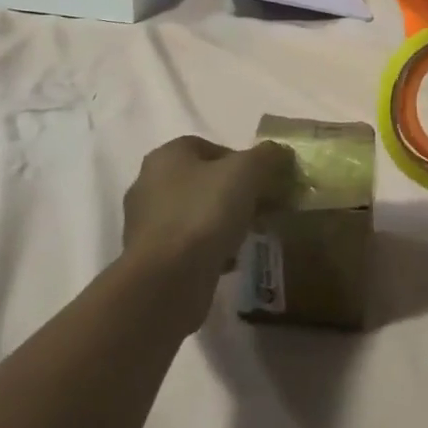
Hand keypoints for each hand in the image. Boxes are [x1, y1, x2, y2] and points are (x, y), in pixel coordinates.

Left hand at [121, 137, 294, 314]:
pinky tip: (231, 260)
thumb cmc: (204, 213)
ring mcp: (147, 224)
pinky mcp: (151, 258)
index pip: (210, 147)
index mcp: (167, 156)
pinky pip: (189, 245)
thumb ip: (267, 156)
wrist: (166, 281)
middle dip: (235, 193)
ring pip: (197, 214)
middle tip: (262, 208)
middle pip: (204, 181)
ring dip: (224, 222)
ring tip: (250, 235)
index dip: (241, 160)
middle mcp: (150, 184)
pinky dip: (210, 249)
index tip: (263, 180)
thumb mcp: (247, 172)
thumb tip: (280, 152)